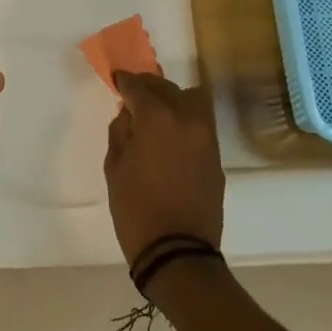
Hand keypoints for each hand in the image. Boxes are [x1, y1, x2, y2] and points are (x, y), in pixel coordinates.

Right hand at [104, 71, 223, 264]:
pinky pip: (200, 123)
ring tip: (156, 112)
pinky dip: (185, 119)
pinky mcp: (216, 155)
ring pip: (192, 100)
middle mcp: (187, 119)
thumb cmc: (136, 209)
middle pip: (168, 88)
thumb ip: (120, 132)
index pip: (139, 87)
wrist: (177, 250)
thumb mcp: (115, 168)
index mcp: (158, 119)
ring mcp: (206, 137)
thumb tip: (128, 112)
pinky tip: (170, 134)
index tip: (116, 80)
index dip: (125, 81)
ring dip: (172, 99)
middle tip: (134, 95)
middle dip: (149, 87)